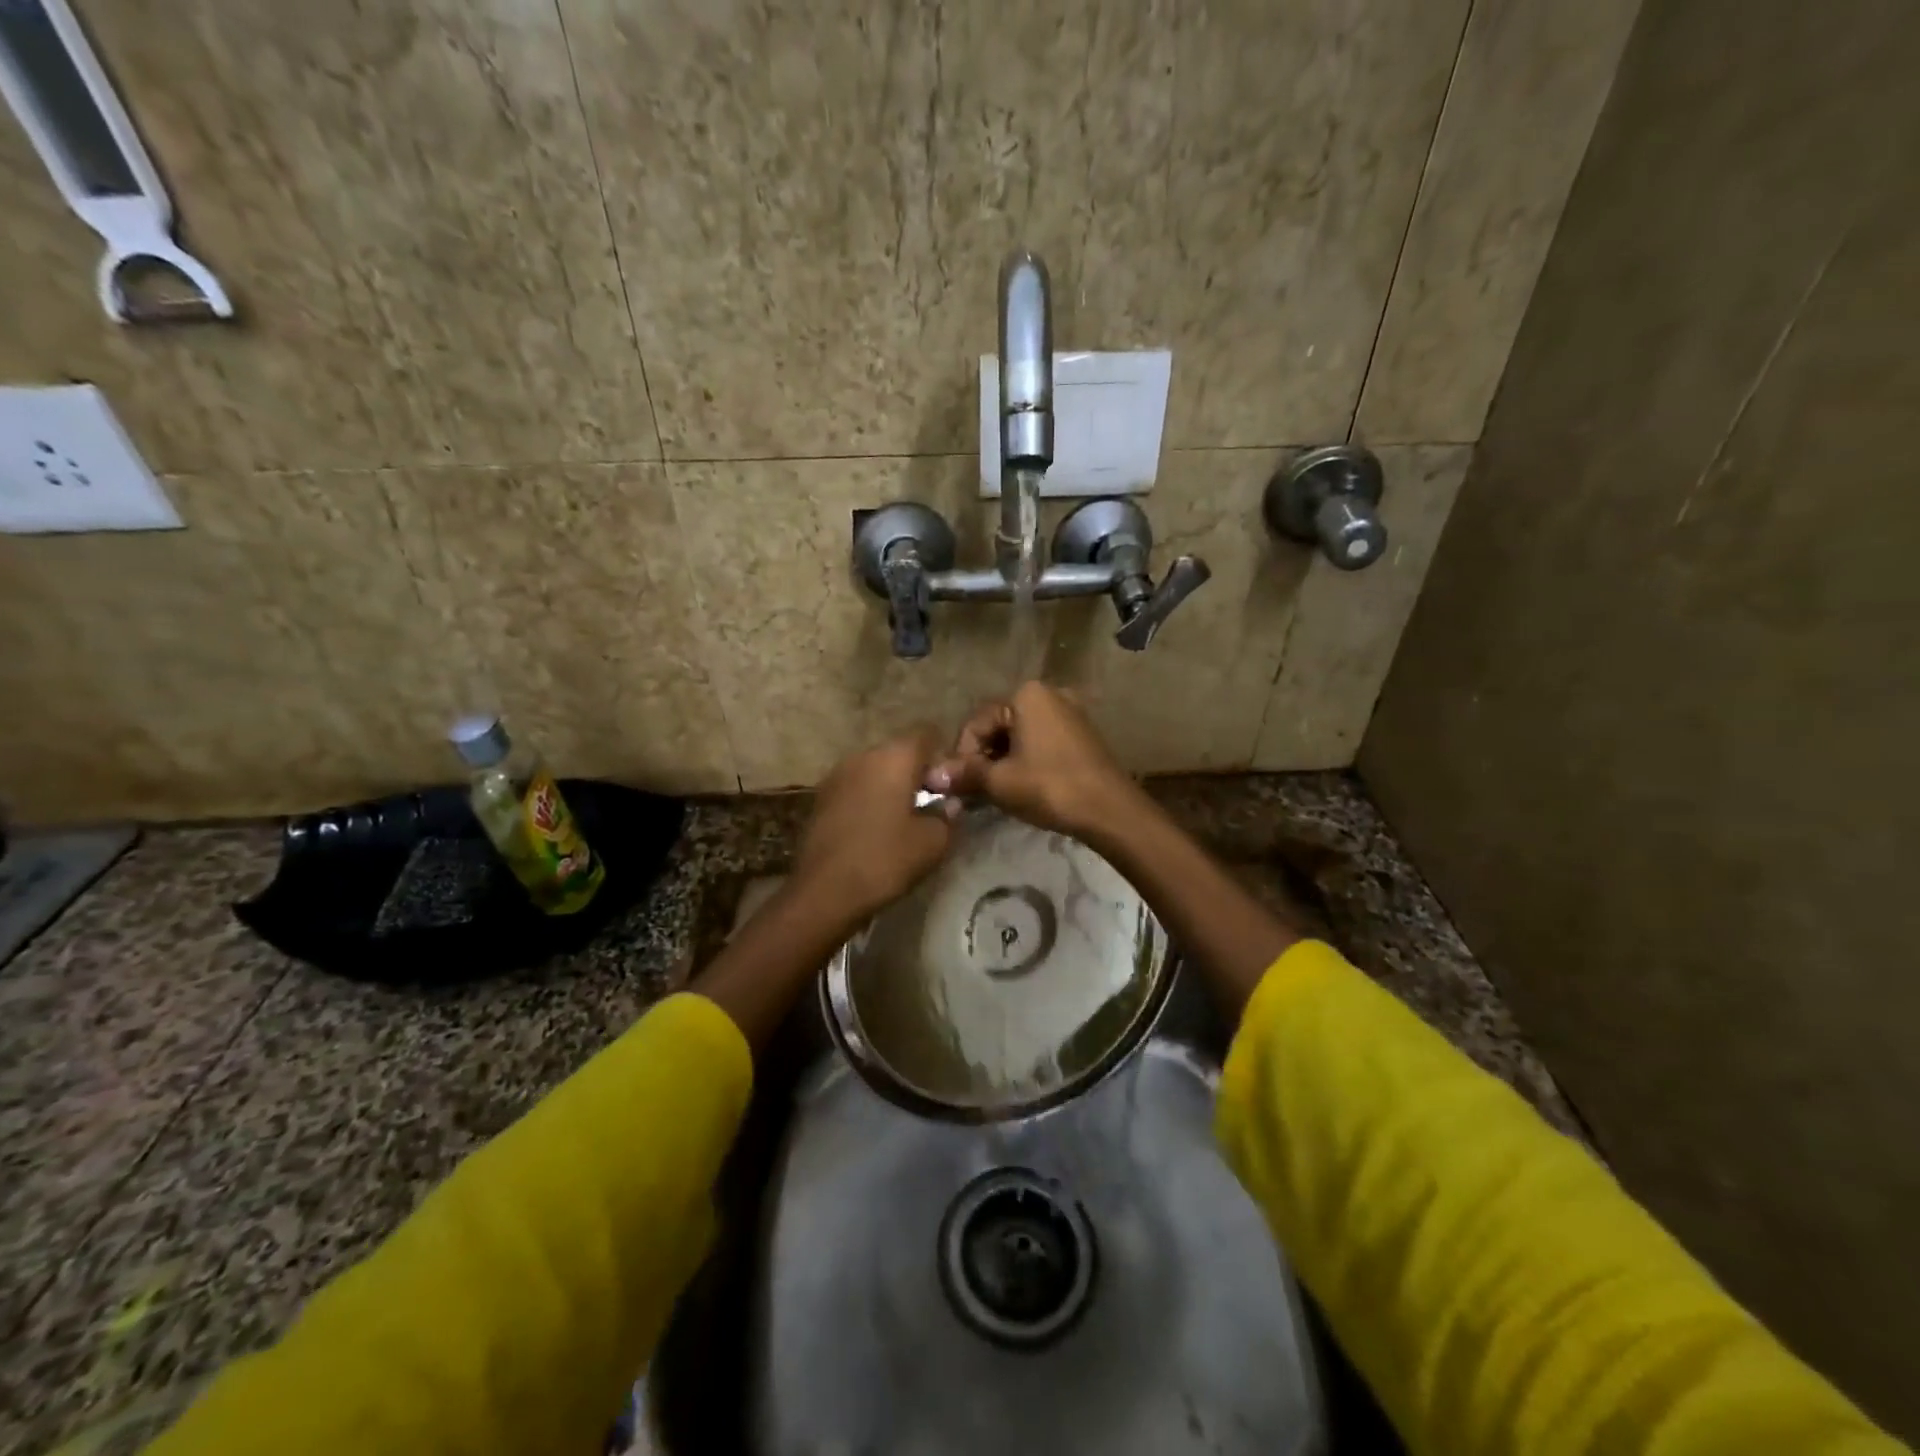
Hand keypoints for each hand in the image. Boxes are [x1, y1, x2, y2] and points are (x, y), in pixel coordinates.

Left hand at [794, 726, 956, 924]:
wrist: (825, 891)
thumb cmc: (886, 859)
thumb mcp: (933, 842)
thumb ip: (948, 815)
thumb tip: (949, 803)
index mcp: (894, 757)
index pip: (927, 733)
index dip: (942, 757)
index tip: (947, 788)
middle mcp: (863, 755)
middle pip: (899, 751)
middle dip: (916, 772)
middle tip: (929, 806)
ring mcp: (837, 774)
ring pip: (875, 769)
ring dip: (891, 786)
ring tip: (901, 820)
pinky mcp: (821, 797)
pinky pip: (856, 786)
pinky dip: (869, 799)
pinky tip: (874, 828)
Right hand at [927, 682, 1146, 843]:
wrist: (1110, 811)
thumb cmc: (1050, 787)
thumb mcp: (1000, 782)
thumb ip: (964, 774)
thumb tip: (931, 776)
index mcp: (1026, 694)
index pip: (977, 723)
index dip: (962, 756)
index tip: (959, 786)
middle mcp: (1049, 694)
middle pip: (999, 726)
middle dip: (983, 759)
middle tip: (976, 792)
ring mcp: (1070, 713)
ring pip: (1019, 736)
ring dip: (1002, 763)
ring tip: (997, 793)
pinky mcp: (1081, 735)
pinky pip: (1041, 743)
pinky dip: (1025, 762)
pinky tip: (1022, 788)